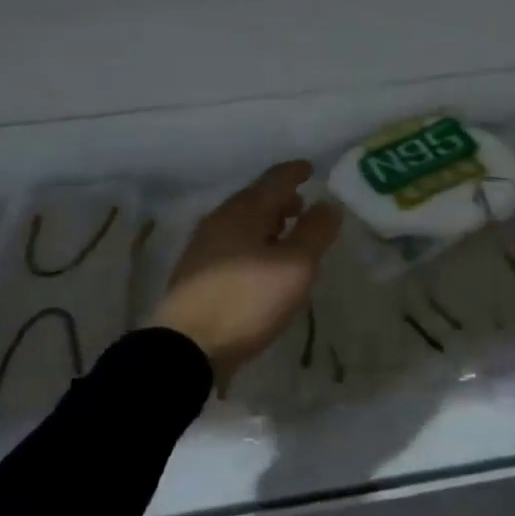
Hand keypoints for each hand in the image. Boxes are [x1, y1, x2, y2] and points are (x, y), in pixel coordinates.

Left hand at [154, 161, 341, 374]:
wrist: (186, 346)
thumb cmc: (247, 299)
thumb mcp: (295, 266)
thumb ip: (315, 232)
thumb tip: (328, 205)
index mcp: (245, 209)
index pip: (276, 178)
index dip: (296, 172)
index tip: (310, 169)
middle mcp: (221, 218)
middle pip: (256, 197)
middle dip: (281, 199)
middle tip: (303, 207)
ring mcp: (204, 243)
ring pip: (243, 221)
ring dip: (267, 222)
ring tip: (287, 236)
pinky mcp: (196, 270)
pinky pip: (232, 242)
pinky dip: (253, 241)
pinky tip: (261, 263)